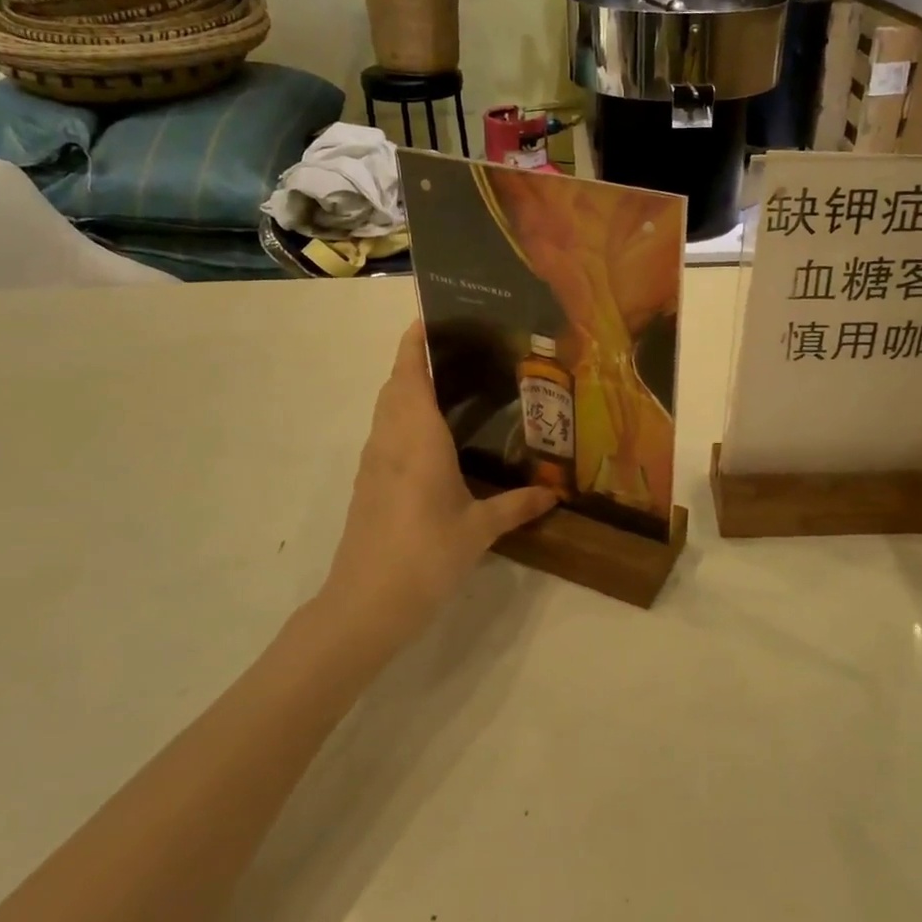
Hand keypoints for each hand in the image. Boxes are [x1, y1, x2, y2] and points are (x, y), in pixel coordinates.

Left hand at [318, 322, 557, 651]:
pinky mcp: (368, 484)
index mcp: (418, 437)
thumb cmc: (426, 555)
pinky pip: (385, 434)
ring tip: (451, 386)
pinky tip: (433, 439)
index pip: (410, 373)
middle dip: (417, 360)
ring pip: (386, 409)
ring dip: (408, 389)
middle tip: (460, 352)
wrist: (366, 604)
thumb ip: (517, 506)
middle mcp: (391, 440)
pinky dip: (404, 418)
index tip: (432, 317)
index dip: (415, 341)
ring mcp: (374, 462)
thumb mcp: (479, 530)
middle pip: (395, 384)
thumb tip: (555, 493)